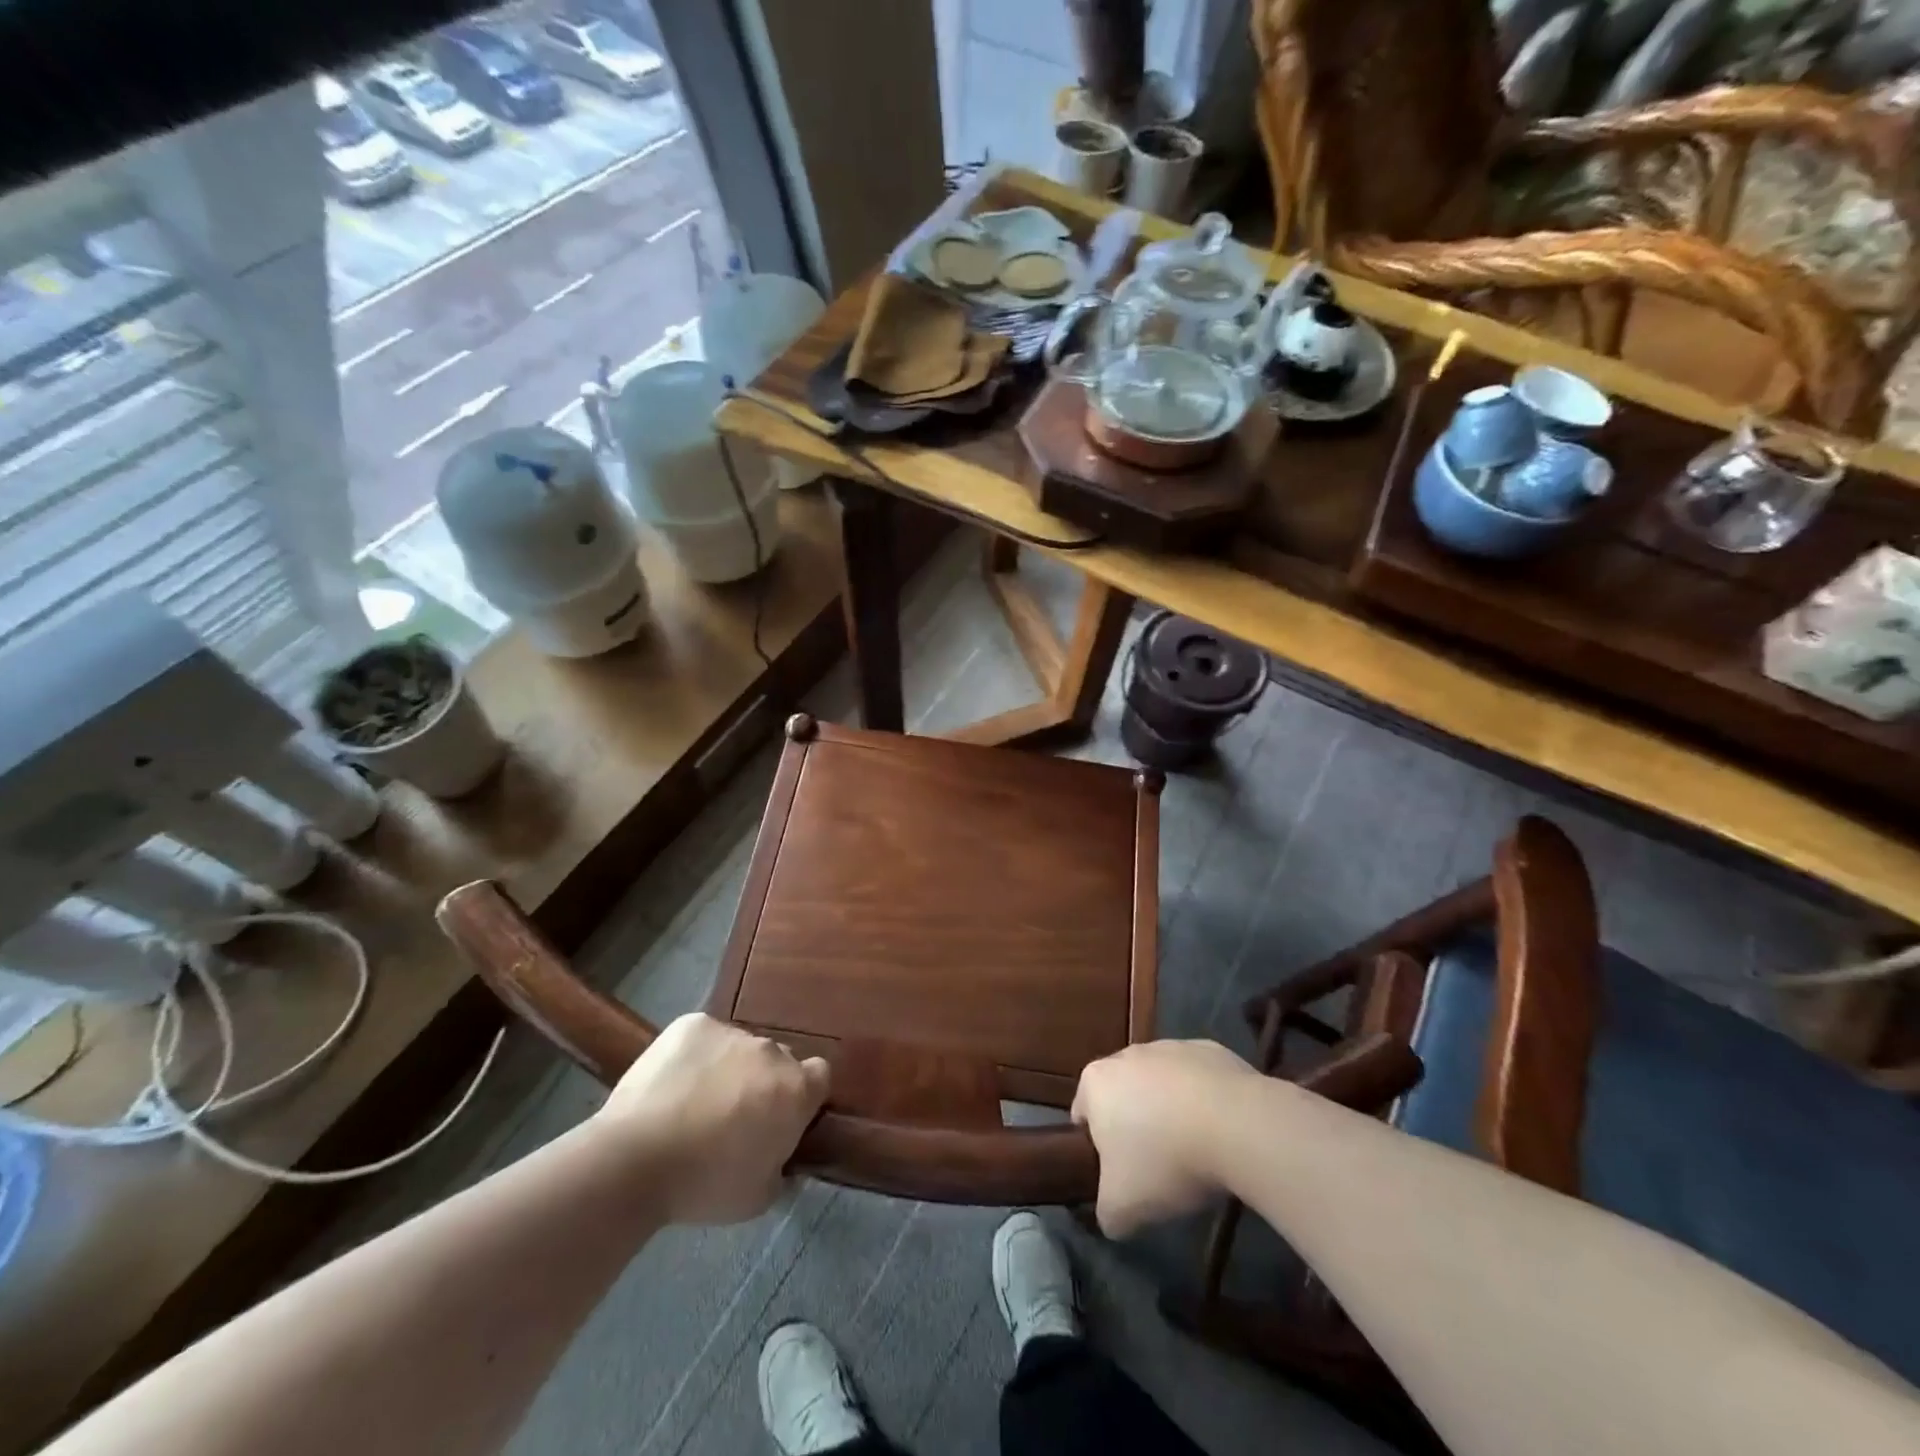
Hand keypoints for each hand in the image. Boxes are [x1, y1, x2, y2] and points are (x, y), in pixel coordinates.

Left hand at [592, 1014, 829, 1224]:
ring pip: (739, 1048)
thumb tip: (780, 1154)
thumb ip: (781, 1166)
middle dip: (764, 1082)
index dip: (805, 1095)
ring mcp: (731, 1032)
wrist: (634, 1160)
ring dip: (729, 1068)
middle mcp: (771, 1051)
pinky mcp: (692, 1024)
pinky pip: (704, 1037)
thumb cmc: (704, 1185)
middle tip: (735, 1117)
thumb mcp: (759, 1196)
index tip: (783, 1117)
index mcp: (796, 1089)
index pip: (820, 1075)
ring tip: (694, 1102)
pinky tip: (672, 1084)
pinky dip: (695, 1055)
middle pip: (778, 1061)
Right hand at [1071, 1040, 1255, 1237]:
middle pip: (1123, 1095)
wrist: (1237, 1125)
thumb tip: (1113, 1216)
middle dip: (1135, 1126)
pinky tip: (1222, 1131)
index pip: (1083, 1115)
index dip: (1097, 1149)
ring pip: (1161, 1084)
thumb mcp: (1123, 1208)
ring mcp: (1170, 1046)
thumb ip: (1106, 1212)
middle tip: (1157, 1168)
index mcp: (1096, 1082)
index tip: (1120, 1176)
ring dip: (1170, 1112)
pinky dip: (1204, 1101)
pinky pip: (1198, 1080)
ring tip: (1195, 1151)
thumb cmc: (1165, 1160)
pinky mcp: (1210, 1049)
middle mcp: (1127, 1054)